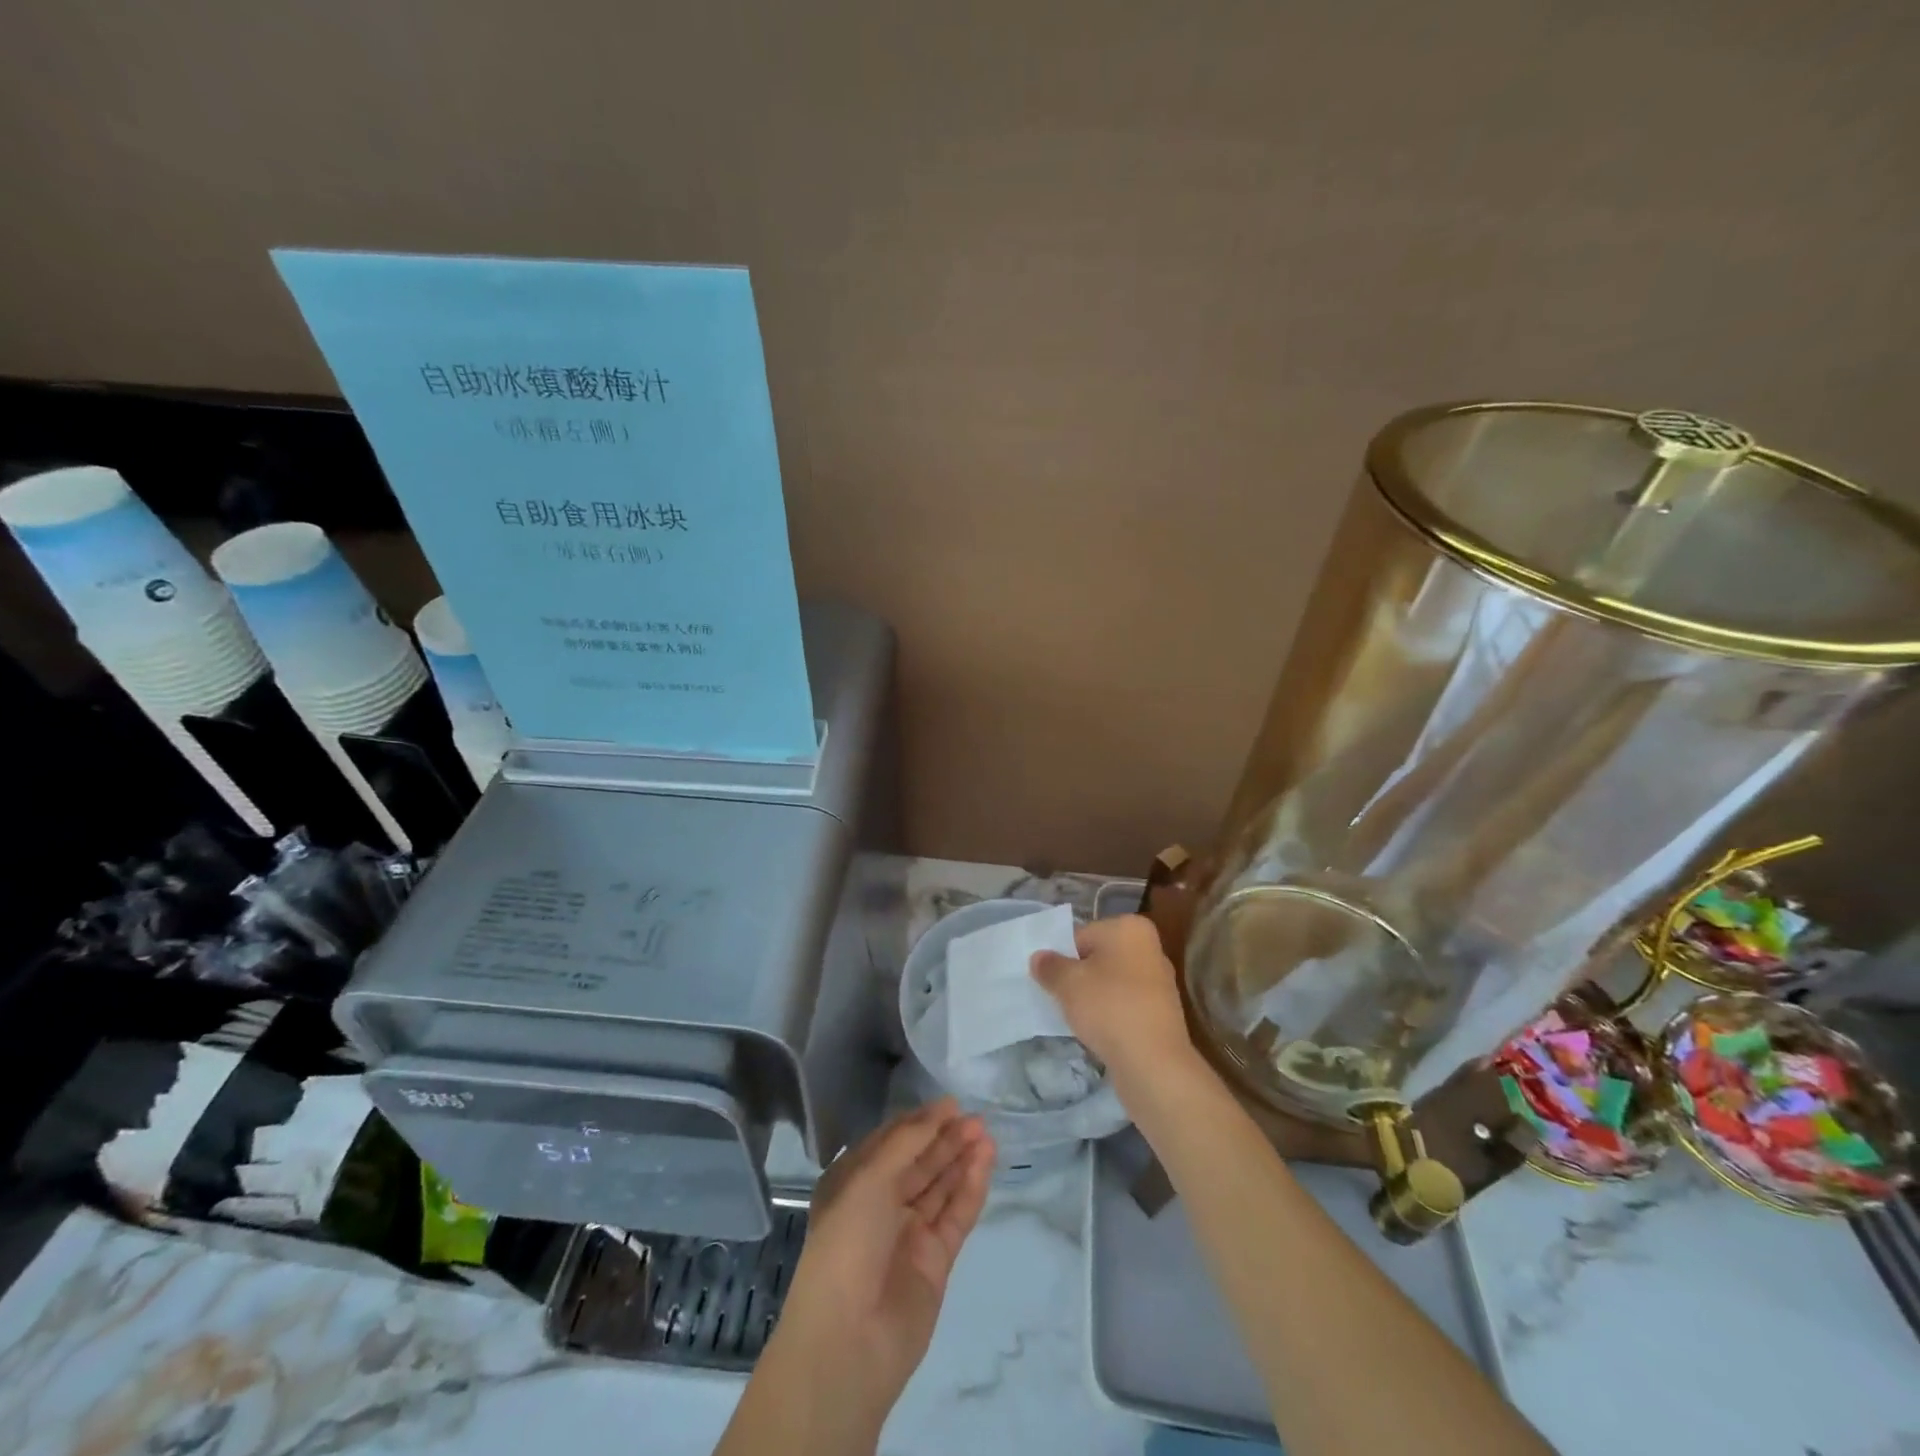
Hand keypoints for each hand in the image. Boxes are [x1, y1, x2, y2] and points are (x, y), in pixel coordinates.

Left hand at [772, 1100, 994, 1423]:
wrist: (847, 1342)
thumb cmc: (846, 1244)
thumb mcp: (868, 1179)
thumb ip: (908, 1143)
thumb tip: (941, 1111)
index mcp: (853, 1183)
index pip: (891, 1142)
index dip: (920, 1122)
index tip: (950, 1104)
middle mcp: (880, 1205)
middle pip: (919, 1163)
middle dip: (946, 1139)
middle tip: (977, 1118)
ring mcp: (909, 1233)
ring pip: (940, 1187)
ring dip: (962, 1159)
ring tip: (987, 1133)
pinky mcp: (935, 1260)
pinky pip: (955, 1215)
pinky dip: (970, 1188)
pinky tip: (986, 1162)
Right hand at [1031, 913, 1196, 1086]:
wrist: (1153, 1063)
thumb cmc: (1109, 1007)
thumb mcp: (1067, 983)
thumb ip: (1049, 966)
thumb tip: (1039, 958)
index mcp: (1130, 928)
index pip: (1081, 935)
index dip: (1061, 958)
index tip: (1049, 980)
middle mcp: (1149, 947)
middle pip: (1098, 958)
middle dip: (1078, 977)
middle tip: (1059, 998)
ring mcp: (1159, 981)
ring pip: (1111, 983)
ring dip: (1092, 997)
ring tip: (1076, 1018)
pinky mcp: (1161, 1012)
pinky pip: (1124, 1005)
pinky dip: (1109, 1014)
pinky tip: (1096, 1032)